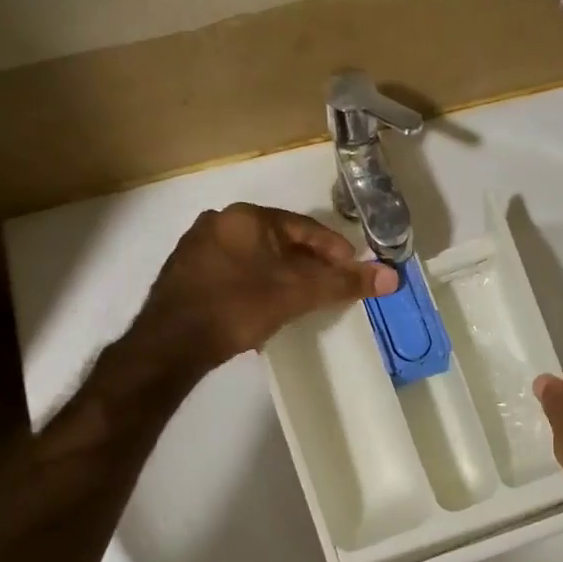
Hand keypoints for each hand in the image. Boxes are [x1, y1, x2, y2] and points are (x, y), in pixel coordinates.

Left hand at [139, 204, 396, 366]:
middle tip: (331, 288)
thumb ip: (343, 283)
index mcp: (246, 217)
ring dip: (283, 275)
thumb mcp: (297, 294)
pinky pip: (235, 272)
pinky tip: (266, 307)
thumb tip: (392, 277)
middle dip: (309, 264)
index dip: (335, 250)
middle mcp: (219, 222)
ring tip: (303, 300)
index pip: (304, 227)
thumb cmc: (237, 308)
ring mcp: (197, 248)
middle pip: (280, 241)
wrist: (170, 344)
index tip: (353, 272)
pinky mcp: (185, 275)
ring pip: (256, 257)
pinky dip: (257, 284)